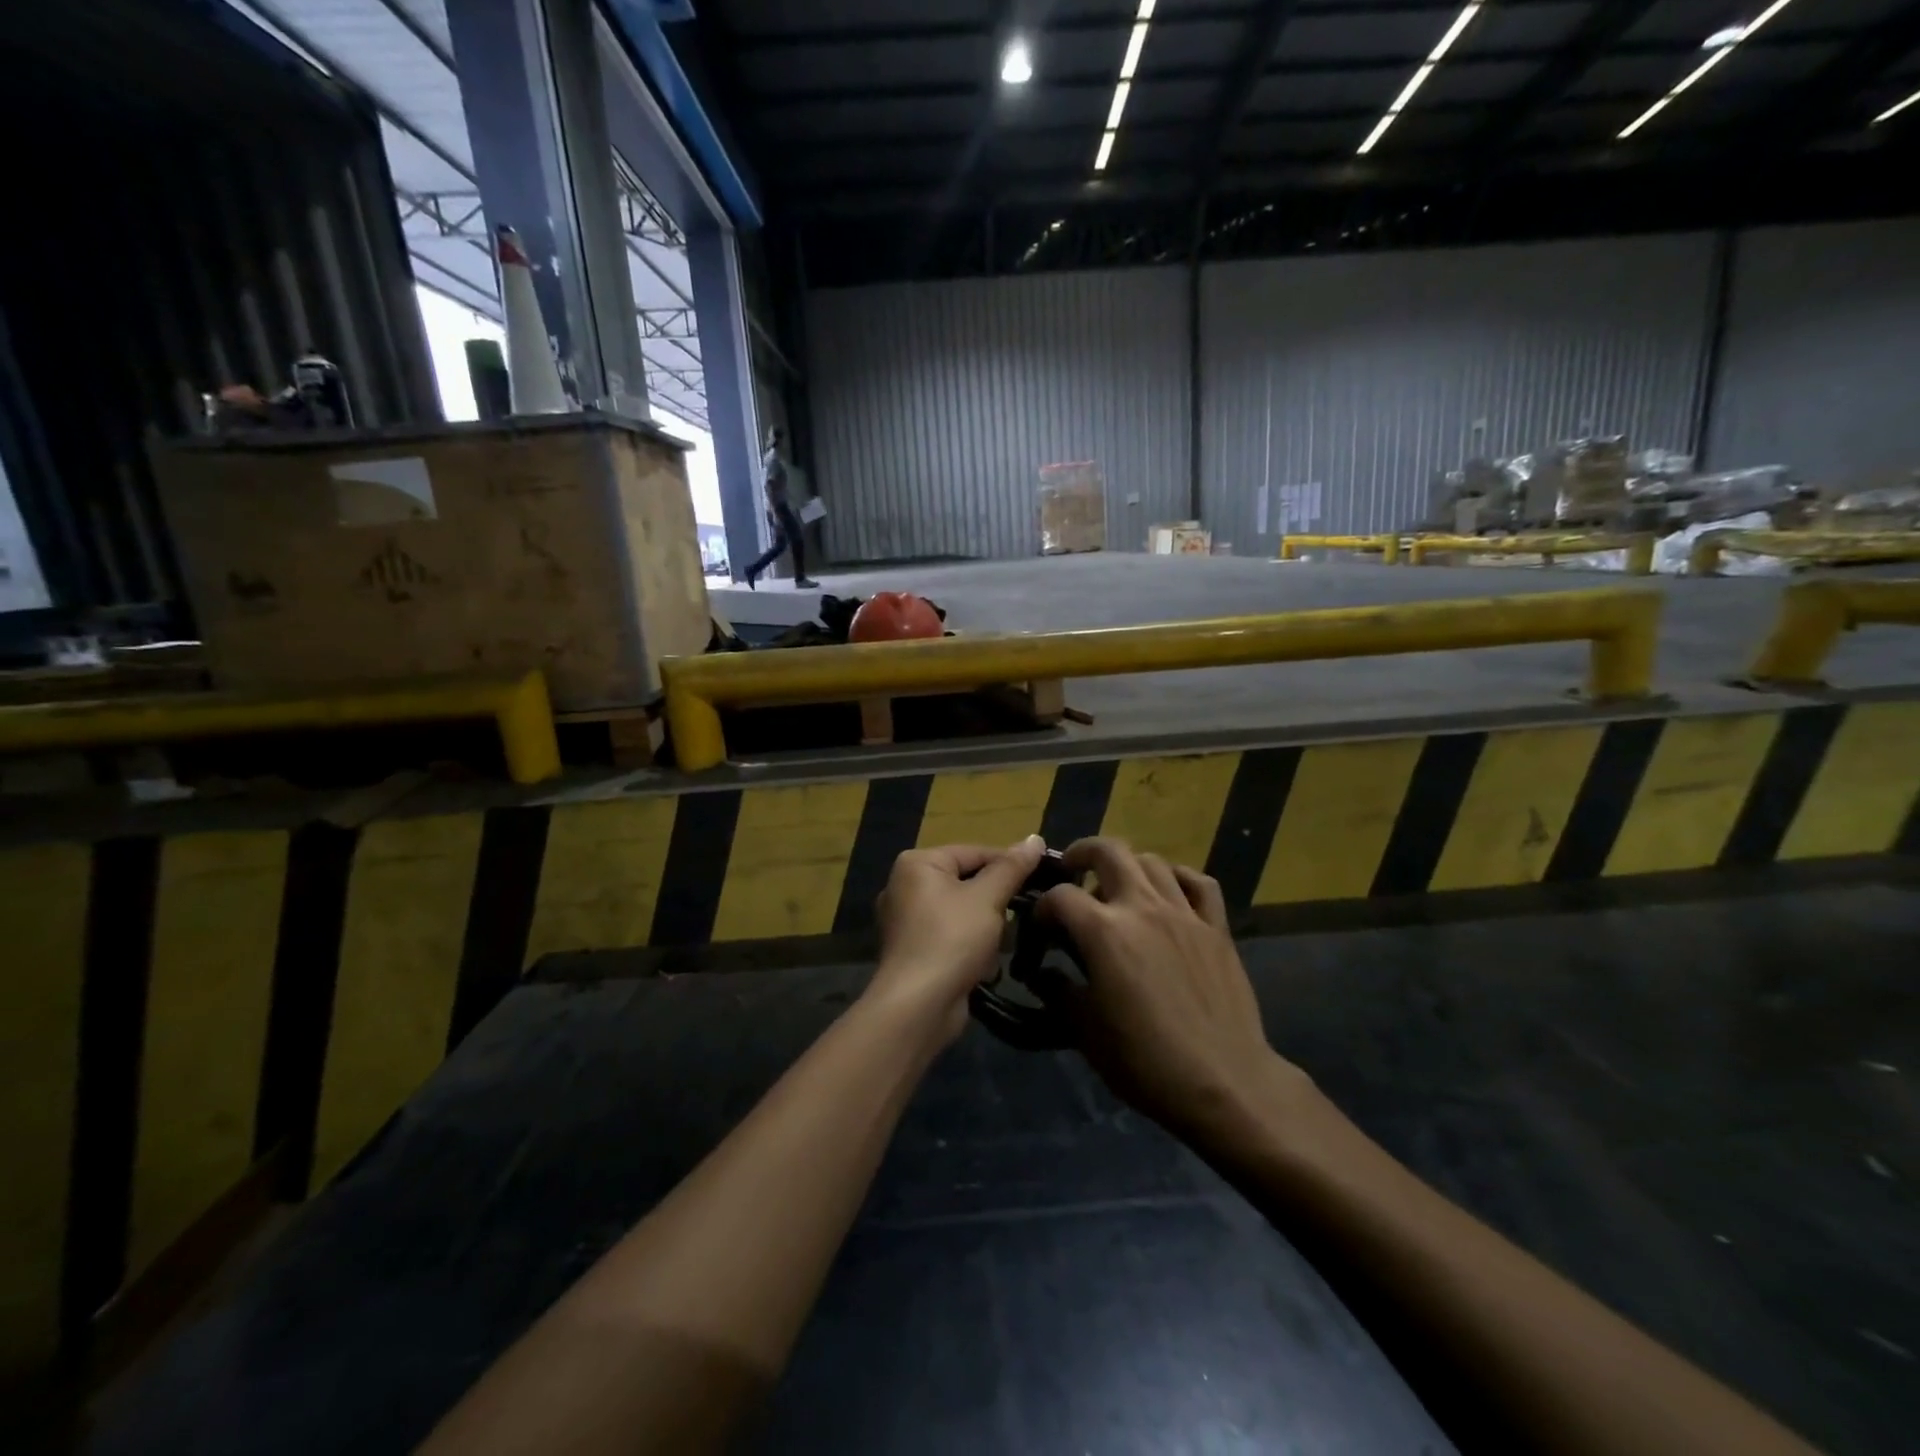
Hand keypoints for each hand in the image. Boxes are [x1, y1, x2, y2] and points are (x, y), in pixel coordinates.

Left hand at [869, 837, 1047, 1041]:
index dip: (1010, 864)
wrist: (918, 1006)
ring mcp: (907, 921)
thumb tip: (1035, 838)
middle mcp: (905, 886)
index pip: (974, 852)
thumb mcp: (988, 897)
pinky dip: (970, 949)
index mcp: (917, 864)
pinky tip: (983, 966)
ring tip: (999, 945)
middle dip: (996, 903)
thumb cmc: (952, 939)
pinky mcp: (914, 952)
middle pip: (968, 883)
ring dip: (987, 930)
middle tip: (1023, 915)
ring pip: (963, 913)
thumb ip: (1012, 867)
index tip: (1042, 877)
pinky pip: (952, 938)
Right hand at [1036, 838, 1308, 1138]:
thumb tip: (1040, 973)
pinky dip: (1178, 877)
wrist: (1224, 1082)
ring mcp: (1184, 913)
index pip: (1060, 896)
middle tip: (1071, 870)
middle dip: (1081, 853)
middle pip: (1108, 852)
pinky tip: (1168, 891)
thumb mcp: (1085, 1031)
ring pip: (1152, 861)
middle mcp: (1142, 907)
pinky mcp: (1216, 927)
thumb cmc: (1145, 1061)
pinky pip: (1198, 882)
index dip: (1042, 907)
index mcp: (1103, 931)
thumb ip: (1057, 992)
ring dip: (1127, 865)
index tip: (1040, 927)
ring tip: (1117, 885)